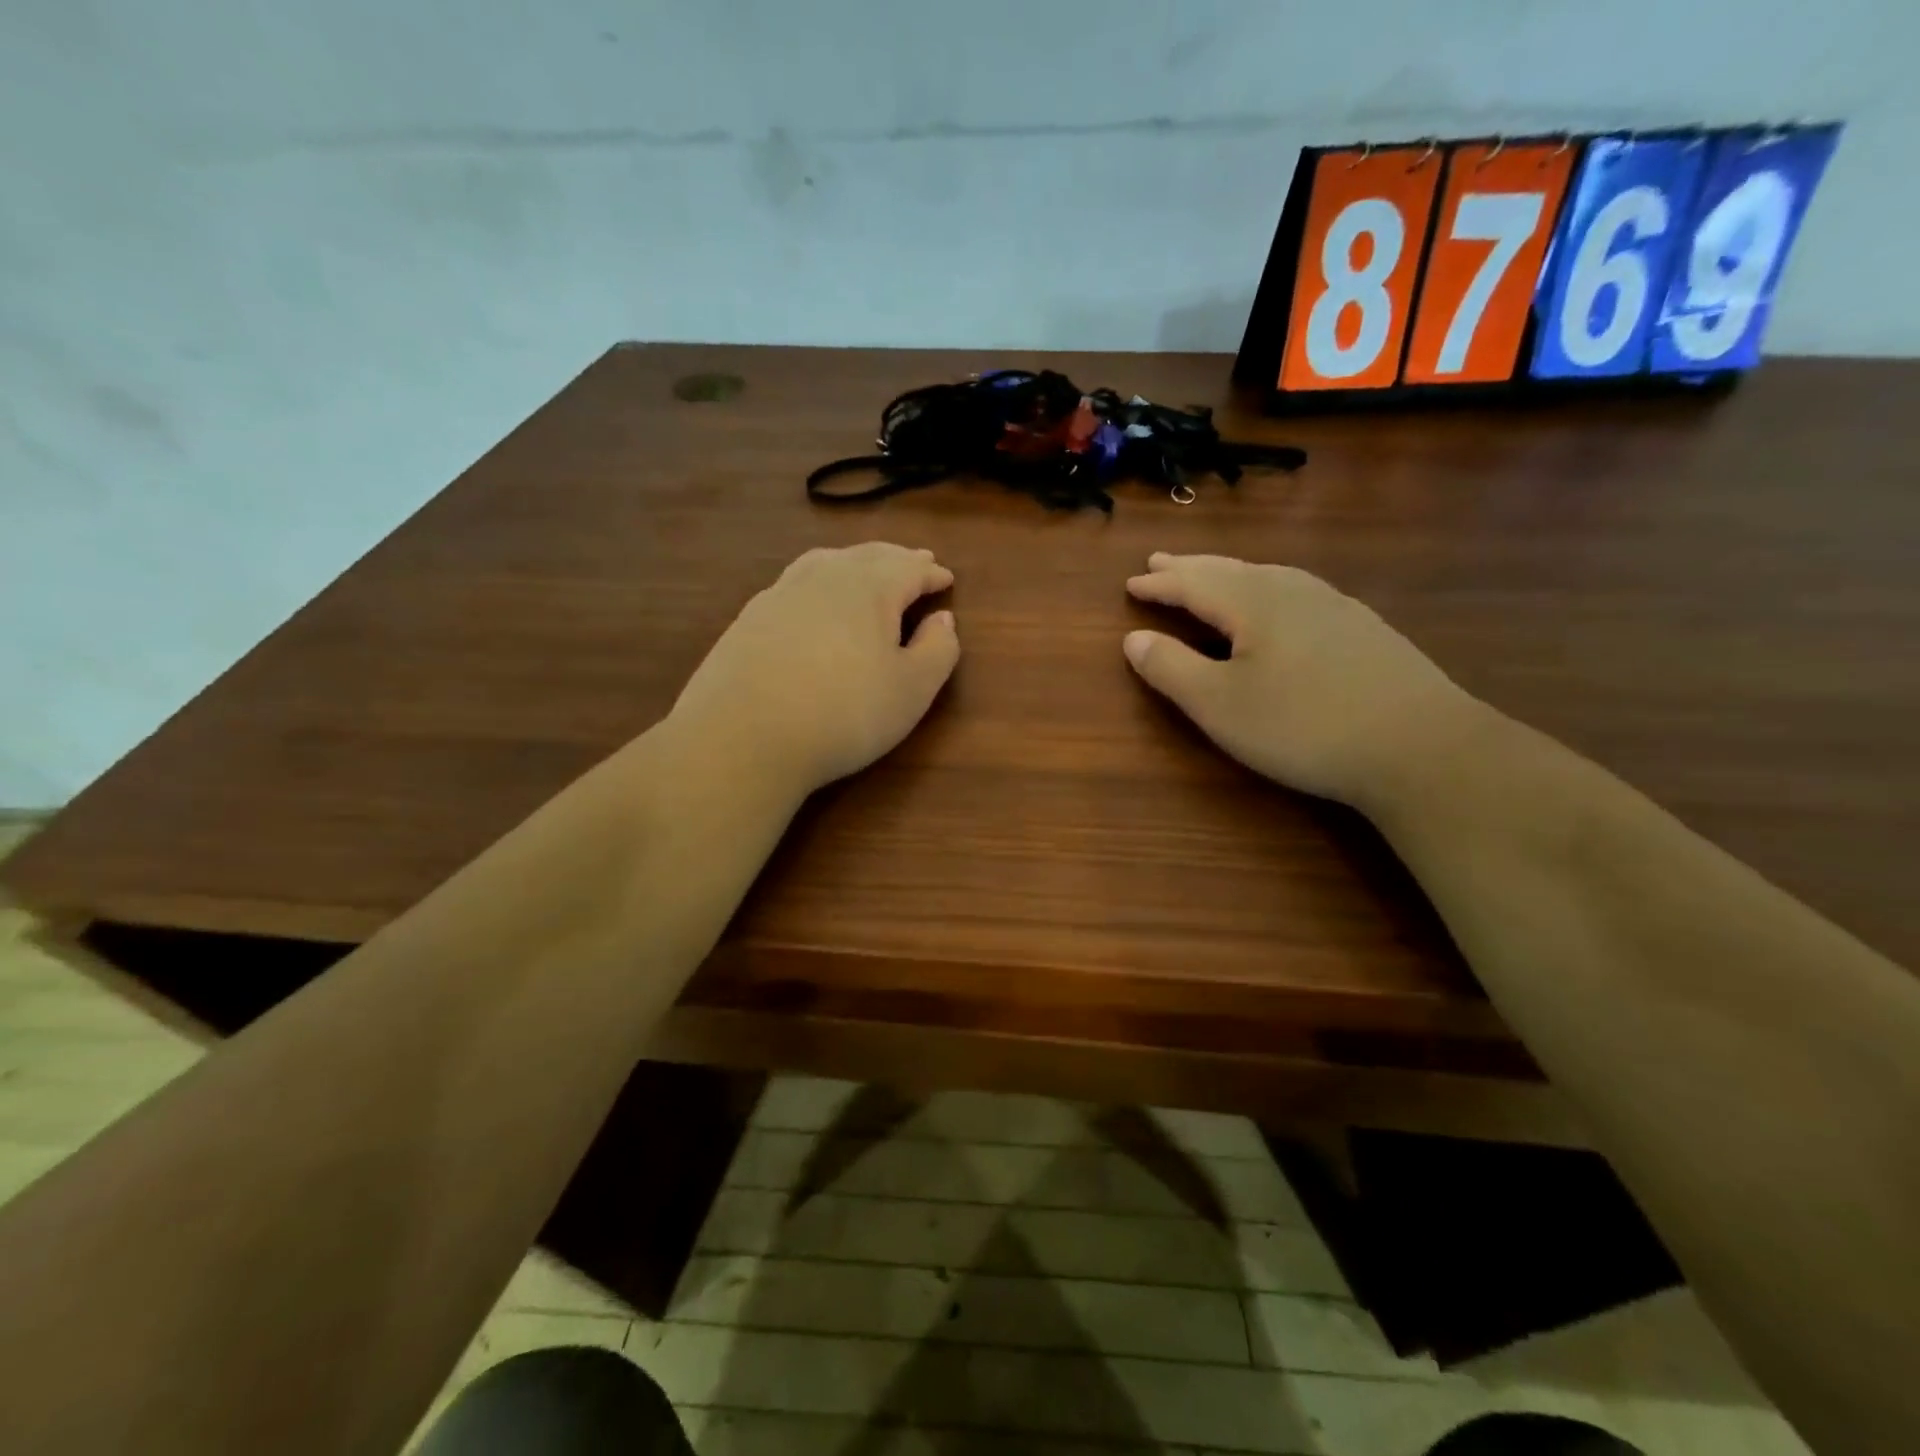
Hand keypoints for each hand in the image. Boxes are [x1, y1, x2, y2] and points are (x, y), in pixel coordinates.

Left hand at [667, 542, 959, 796]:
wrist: (744, 737)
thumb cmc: (845, 713)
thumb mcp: (912, 690)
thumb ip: (939, 650)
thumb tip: (943, 619)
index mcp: (870, 588)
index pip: (909, 569)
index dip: (931, 573)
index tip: (946, 577)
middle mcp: (825, 577)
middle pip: (868, 556)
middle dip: (896, 558)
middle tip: (914, 561)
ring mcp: (780, 594)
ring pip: (826, 562)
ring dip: (854, 562)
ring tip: (865, 568)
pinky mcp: (749, 618)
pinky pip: (795, 583)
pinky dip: (818, 580)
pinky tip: (813, 600)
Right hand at [1123, 553, 1480, 811]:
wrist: (1419, 745)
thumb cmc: (1303, 726)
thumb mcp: (1219, 706)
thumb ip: (1171, 669)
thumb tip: (1133, 639)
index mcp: (1253, 603)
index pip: (1194, 584)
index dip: (1160, 585)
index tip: (1132, 582)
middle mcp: (1293, 591)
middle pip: (1231, 570)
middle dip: (1191, 567)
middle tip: (1160, 561)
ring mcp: (1335, 606)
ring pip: (1269, 575)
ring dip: (1230, 572)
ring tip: (1212, 574)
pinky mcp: (1363, 628)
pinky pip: (1298, 590)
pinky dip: (1267, 587)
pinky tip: (1279, 603)